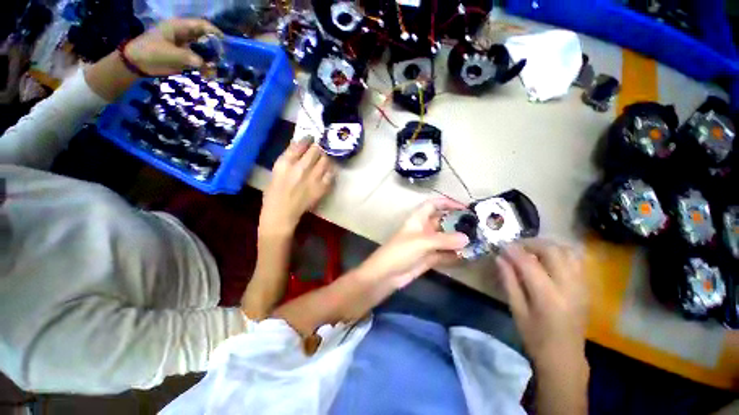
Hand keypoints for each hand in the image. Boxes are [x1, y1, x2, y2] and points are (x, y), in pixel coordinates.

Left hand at [124, 19, 222, 75]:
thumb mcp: (168, 53)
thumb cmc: (150, 52)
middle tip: (224, 60)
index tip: (225, 43)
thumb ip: (188, 57)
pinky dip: (206, 68)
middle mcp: (185, 35)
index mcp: (180, 27)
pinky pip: (200, 62)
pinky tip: (208, 75)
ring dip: (212, 60)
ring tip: (217, 70)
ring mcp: (185, 47)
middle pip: (206, 39)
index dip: (214, 32)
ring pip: (204, 51)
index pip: (201, 25)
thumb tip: (205, 65)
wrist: (137, 63)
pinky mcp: (185, 57)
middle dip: (216, 48)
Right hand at [260, 139, 335, 236]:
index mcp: (286, 163)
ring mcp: (314, 178)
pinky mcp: (322, 188)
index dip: (307, 139)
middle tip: (318, 149)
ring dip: (325, 158)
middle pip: (316, 150)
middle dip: (318, 147)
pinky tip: (326, 172)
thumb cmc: (274, 192)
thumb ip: (288, 158)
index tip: (311, 138)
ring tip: (323, 160)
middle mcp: (301, 168)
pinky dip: (330, 171)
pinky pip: (331, 174)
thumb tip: (299, 145)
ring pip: (326, 160)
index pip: (301, 144)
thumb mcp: (276, 171)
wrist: (282, 213)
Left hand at [358, 198, 469, 288]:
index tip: (464, 207)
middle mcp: (423, 229)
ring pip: (445, 239)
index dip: (447, 203)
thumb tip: (467, 238)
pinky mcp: (429, 258)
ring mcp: (426, 244)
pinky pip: (444, 254)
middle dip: (457, 223)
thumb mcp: (422, 242)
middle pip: (442, 221)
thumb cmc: (400, 251)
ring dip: (458, 240)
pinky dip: (454, 255)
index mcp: (418, 219)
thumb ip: (445, 240)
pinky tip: (468, 257)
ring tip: (478, 242)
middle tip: (478, 227)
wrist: (386, 274)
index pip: (433, 204)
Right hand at [496, 239, 587, 371]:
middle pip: (552, 251)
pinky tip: (547, 259)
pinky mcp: (586, 287)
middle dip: (531, 243)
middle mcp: (569, 287)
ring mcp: (581, 286)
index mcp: (548, 297)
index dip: (513, 251)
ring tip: (531, 250)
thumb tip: (499, 258)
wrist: (565, 357)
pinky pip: (575, 260)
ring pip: (567, 252)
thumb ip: (509, 281)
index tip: (501, 245)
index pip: (529, 264)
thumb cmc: (535, 337)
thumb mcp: (517, 310)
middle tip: (515, 247)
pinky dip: (559, 253)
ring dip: (547, 246)